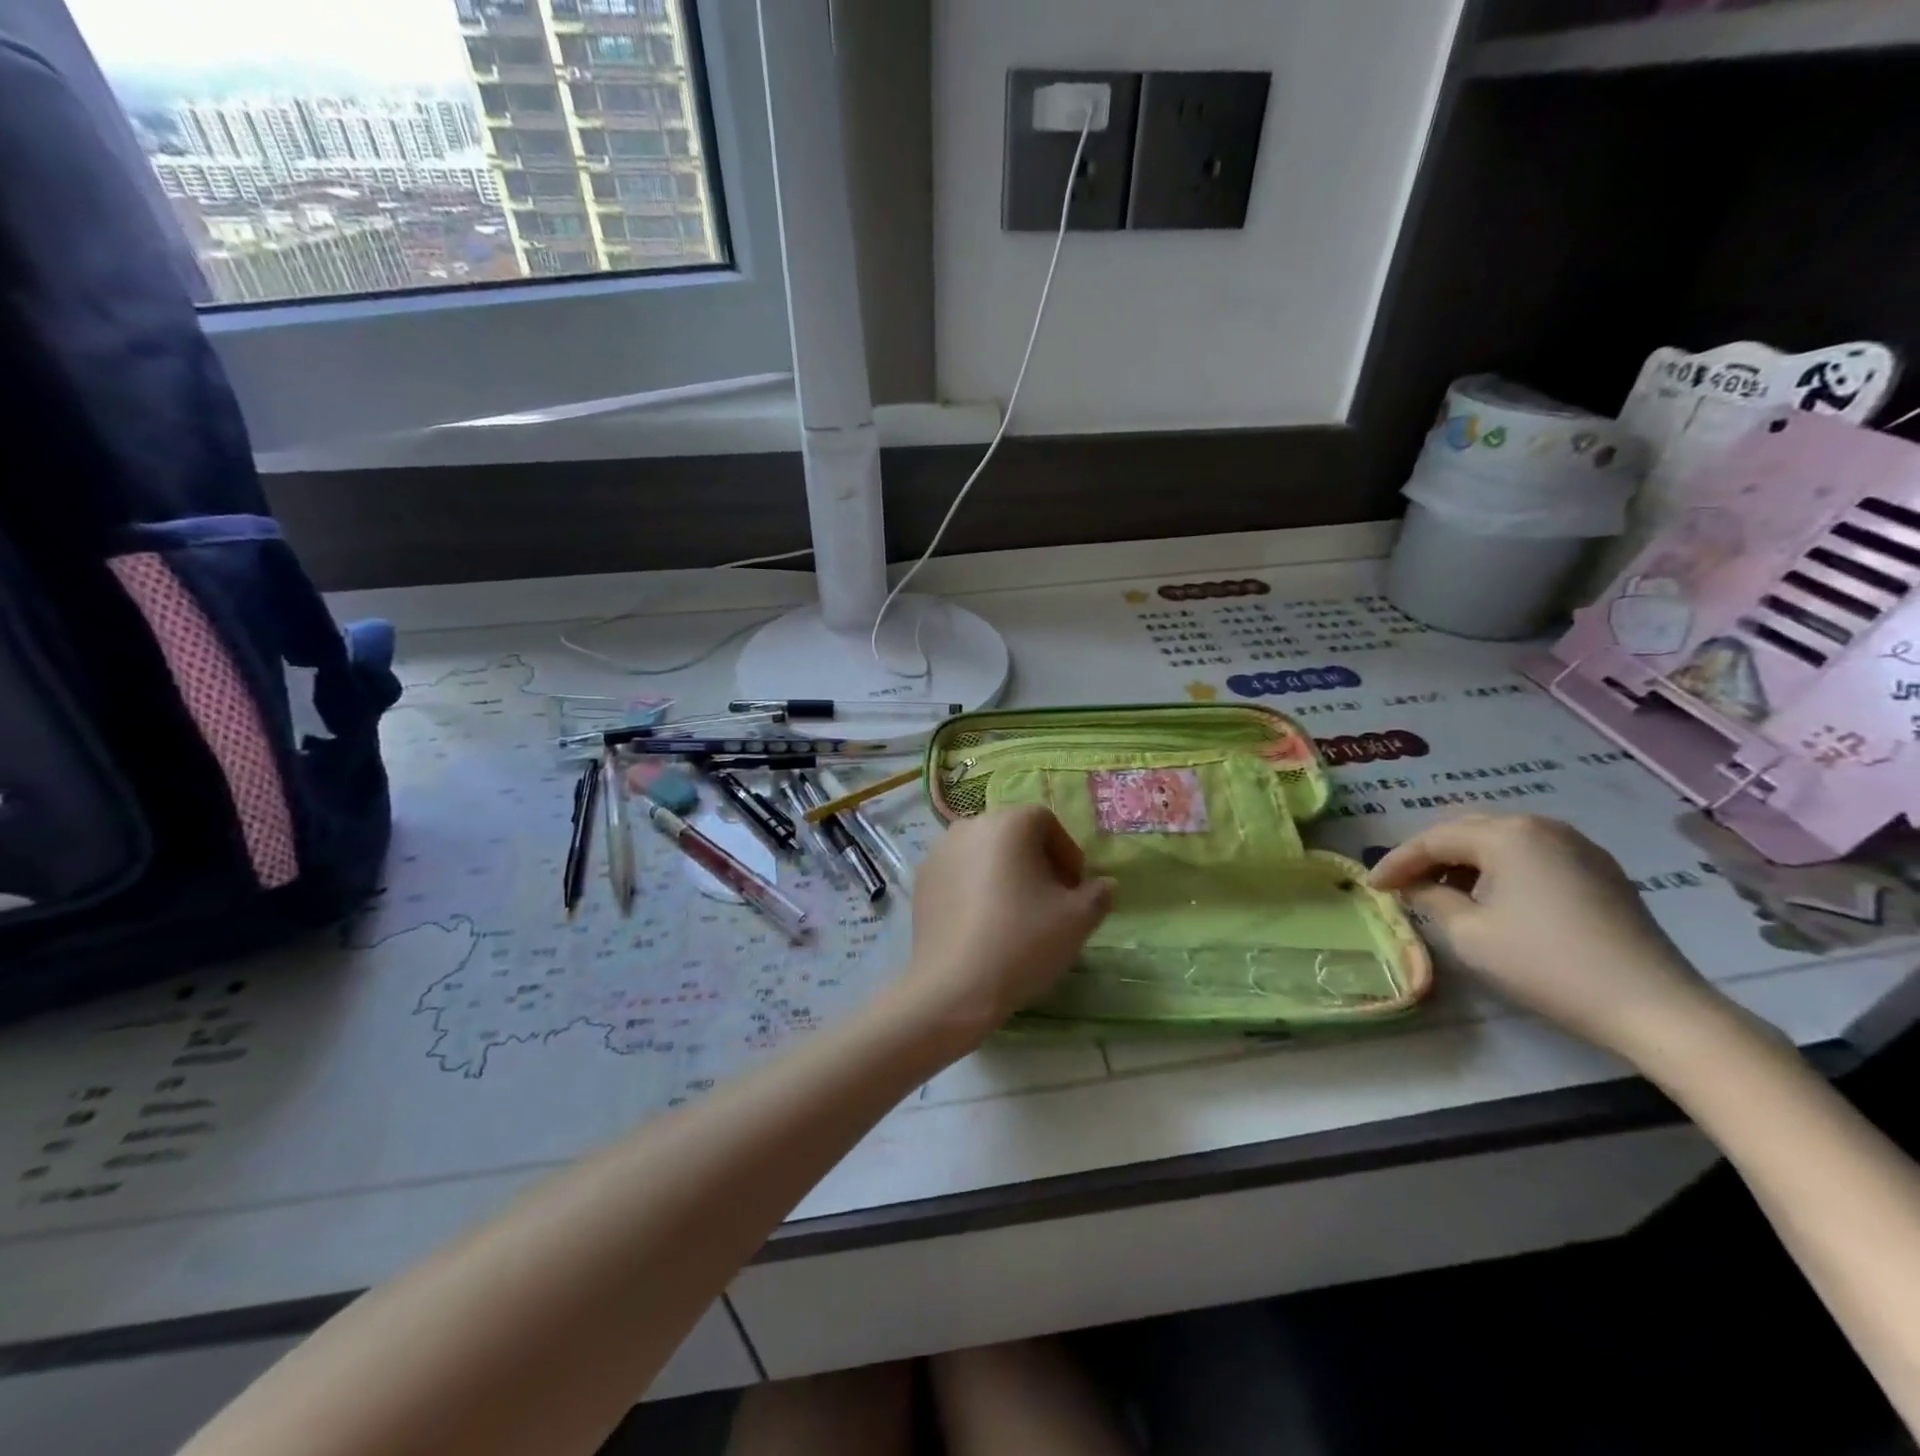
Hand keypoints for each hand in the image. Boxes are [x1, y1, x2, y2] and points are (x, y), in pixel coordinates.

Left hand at [901, 805, 1115, 1048]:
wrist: (954, 985)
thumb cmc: (1023, 942)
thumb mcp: (1077, 920)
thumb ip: (1098, 894)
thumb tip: (1104, 885)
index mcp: (1009, 823)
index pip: (1046, 822)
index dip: (1066, 853)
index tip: (1075, 888)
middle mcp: (970, 825)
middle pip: (1013, 834)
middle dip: (1036, 861)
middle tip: (1050, 900)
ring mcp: (939, 851)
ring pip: (984, 853)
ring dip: (1004, 873)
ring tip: (1016, 912)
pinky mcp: (922, 879)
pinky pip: (959, 873)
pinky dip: (976, 887)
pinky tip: (984, 923)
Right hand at [1367, 813, 1720, 1055]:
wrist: (1653, 1005)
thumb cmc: (1546, 964)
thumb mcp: (1469, 933)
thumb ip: (1430, 898)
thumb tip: (1416, 886)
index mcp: (1507, 835)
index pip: (1433, 839)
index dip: (1396, 862)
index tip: (1371, 886)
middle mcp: (1541, 826)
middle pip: (1466, 830)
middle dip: (1429, 855)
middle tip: (1401, 883)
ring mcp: (1577, 845)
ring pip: (1500, 841)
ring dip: (1464, 861)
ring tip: (1441, 890)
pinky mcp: (1600, 870)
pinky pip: (1532, 855)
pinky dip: (1500, 869)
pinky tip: (1491, 896)